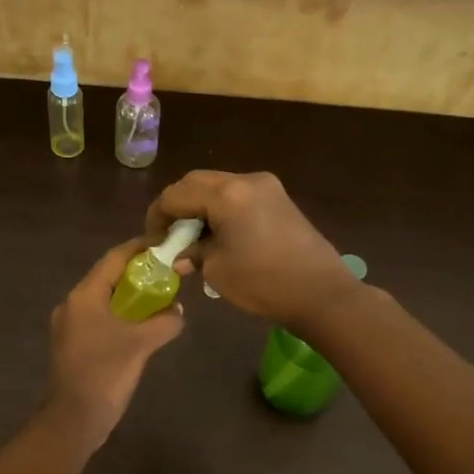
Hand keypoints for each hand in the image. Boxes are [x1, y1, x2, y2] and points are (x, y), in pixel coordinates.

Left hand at [44, 238, 184, 450]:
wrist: (75, 419)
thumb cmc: (106, 373)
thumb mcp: (142, 343)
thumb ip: (165, 320)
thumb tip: (178, 311)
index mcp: (84, 296)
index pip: (114, 258)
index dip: (140, 248)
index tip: (166, 245)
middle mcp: (73, 304)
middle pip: (109, 277)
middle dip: (139, 273)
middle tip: (169, 273)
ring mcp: (71, 326)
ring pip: (106, 300)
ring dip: (132, 297)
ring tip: (161, 298)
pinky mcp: (74, 345)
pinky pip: (101, 319)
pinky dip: (122, 316)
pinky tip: (143, 327)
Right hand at [145, 171, 358, 328]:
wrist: (321, 293)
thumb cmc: (263, 283)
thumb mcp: (216, 269)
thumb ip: (193, 253)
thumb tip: (181, 253)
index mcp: (227, 194)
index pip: (176, 194)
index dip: (157, 216)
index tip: (152, 241)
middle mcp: (246, 180)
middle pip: (196, 183)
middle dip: (177, 207)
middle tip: (168, 236)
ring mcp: (267, 187)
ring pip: (218, 187)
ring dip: (199, 208)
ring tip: (193, 239)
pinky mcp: (279, 199)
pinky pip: (238, 196)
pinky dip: (220, 210)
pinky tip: (218, 236)